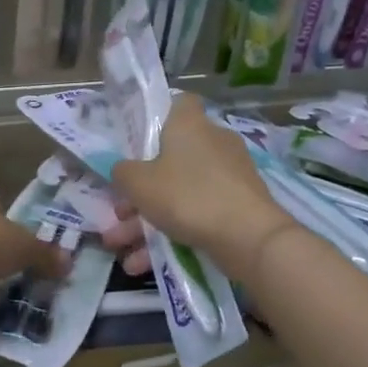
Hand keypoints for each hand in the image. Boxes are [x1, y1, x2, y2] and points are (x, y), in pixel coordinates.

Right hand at [102, 94, 293, 279]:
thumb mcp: (138, 183)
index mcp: (189, 124)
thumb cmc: (187, 196)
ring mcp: (229, 175)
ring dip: (147, 221)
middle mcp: (212, 142)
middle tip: (118, 213)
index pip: (177, 102)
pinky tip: (144, 264)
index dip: (156, 116)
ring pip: (179, 193)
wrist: (249, 237)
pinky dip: (172, 234)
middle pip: (169, 158)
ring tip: (121, 249)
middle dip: (140, 190)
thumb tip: (122, 170)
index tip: (136, 140)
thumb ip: (122, 172)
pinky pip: (196, 214)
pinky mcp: (238, 205)